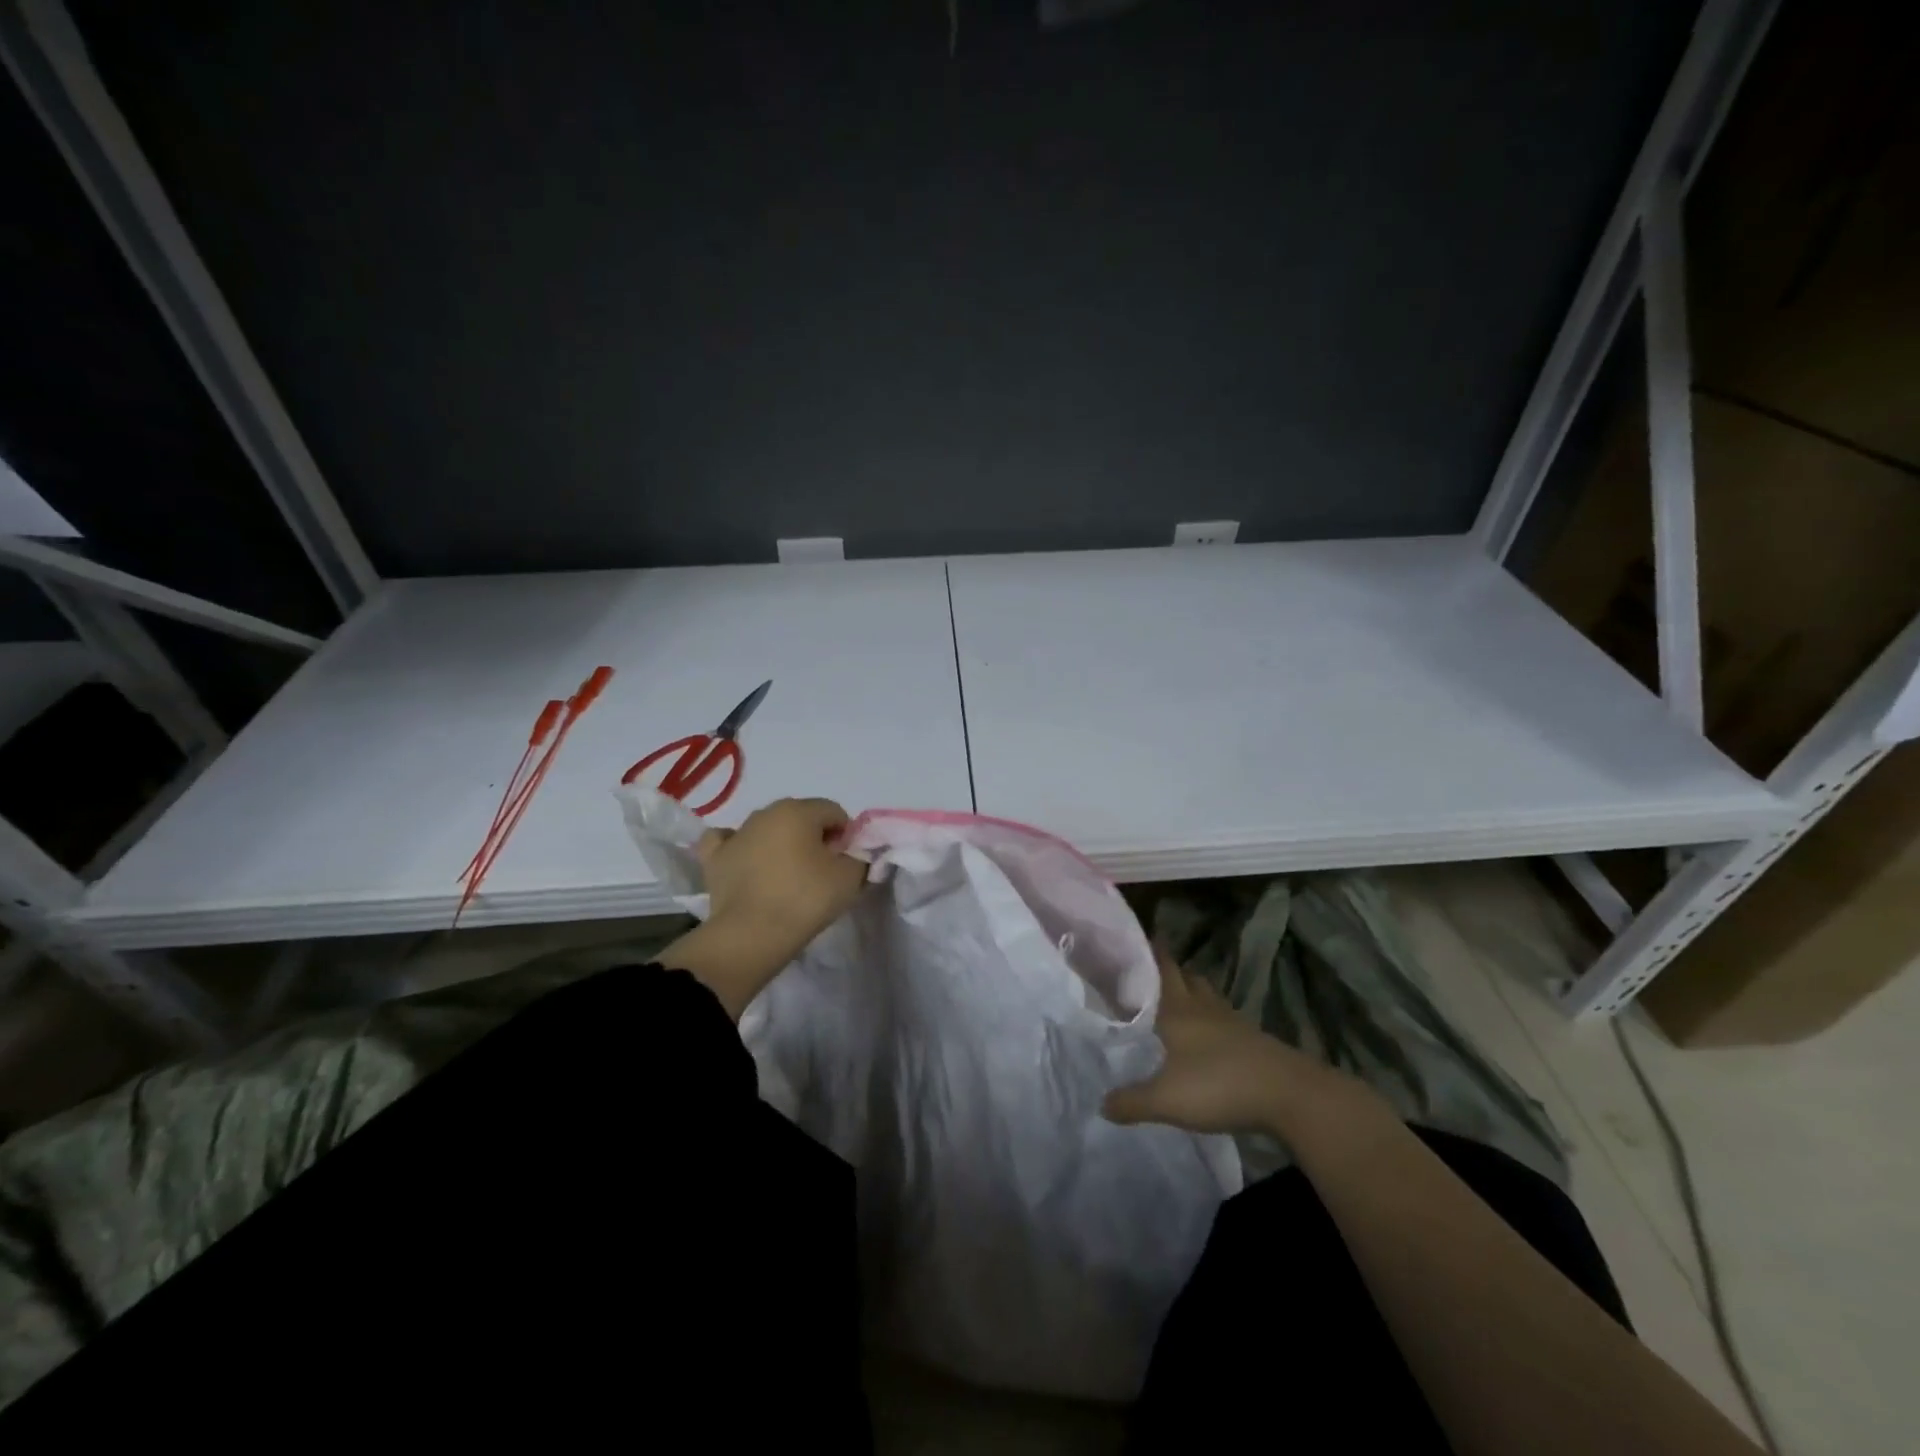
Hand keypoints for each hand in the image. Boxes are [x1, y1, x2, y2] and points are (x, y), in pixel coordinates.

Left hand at [660, 797, 866, 1017]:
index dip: (845, 836)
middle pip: (801, 817)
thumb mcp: (850, 878)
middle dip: (814, 838)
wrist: (751, 935)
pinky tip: (747, 861)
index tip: (845, 863)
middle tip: (821, 872)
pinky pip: (728, 841)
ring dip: (781, 844)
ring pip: (768, 829)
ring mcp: (736, 834)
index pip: (834, 812)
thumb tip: (853, 855)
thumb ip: (859, 858)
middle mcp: (765, 813)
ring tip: (787, 878)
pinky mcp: (715, 858)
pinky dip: (740, 848)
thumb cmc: (805, 900)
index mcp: (799, 810)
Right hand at [1104, 948, 1363, 1135]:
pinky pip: (1224, 1020)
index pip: (1163, 969)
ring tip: (1177, 1001)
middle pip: (1187, 977)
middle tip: (1151, 971)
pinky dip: (1212, 1019)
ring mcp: (1232, 1022)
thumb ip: (1132, 1101)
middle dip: (1171, 970)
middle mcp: (1204, 1008)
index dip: (1152, 952)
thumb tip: (1101, 1103)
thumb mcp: (1166, 1100)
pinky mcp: (1253, 1040)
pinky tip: (1207, 1037)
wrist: (1290, 1095)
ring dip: (1193, 993)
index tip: (1140, 938)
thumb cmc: (1220, 1085)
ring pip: (1208, 996)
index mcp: (1178, 1010)